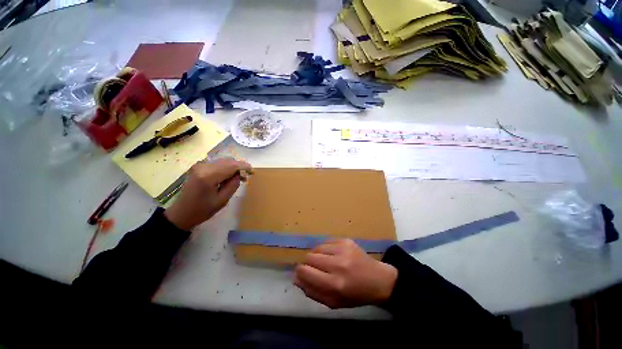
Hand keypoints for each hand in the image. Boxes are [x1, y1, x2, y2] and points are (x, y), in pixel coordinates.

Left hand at [164, 159, 251, 229]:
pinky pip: (217, 164)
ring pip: (223, 161)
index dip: (244, 166)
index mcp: (208, 176)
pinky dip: (226, 168)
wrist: (181, 213)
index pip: (231, 166)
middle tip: (247, 175)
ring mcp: (200, 166)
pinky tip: (229, 176)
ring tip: (239, 177)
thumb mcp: (222, 200)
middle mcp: (203, 167)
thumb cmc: (202, 210)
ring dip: (233, 167)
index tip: (253, 171)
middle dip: (239, 166)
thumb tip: (239, 174)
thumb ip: (233, 185)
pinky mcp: (199, 168)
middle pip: (227, 161)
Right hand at [294, 239, 397, 308]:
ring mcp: (343, 249)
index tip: (302, 273)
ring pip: (317, 247)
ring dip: (317, 255)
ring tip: (325, 261)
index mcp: (334, 285)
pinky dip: (326, 249)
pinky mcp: (346, 240)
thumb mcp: (333, 302)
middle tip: (316, 268)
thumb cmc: (355, 295)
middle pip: (309, 257)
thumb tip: (296, 279)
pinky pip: (326, 242)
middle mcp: (338, 265)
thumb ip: (312, 292)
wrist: (378, 279)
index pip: (306, 271)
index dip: (300, 271)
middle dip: (308, 263)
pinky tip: (333, 255)